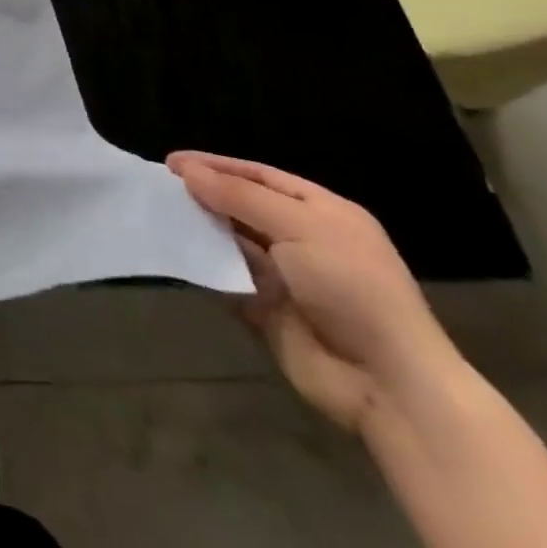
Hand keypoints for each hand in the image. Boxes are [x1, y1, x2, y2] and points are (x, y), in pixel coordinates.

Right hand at [168, 153, 460, 433]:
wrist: (388, 384)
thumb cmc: (352, 288)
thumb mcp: (298, 227)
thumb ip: (238, 196)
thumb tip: (187, 171)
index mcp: (321, 212)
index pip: (259, 176)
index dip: (216, 166)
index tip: (171, 163)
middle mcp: (303, 239)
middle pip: (242, 206)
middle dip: (203, 196)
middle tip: (158, 188)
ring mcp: (285, 277)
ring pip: (231, 241)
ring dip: (200, 229)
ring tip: (158, 215)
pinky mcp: (267, 310)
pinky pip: (226, 279)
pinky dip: (202, 267)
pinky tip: (174, 253)